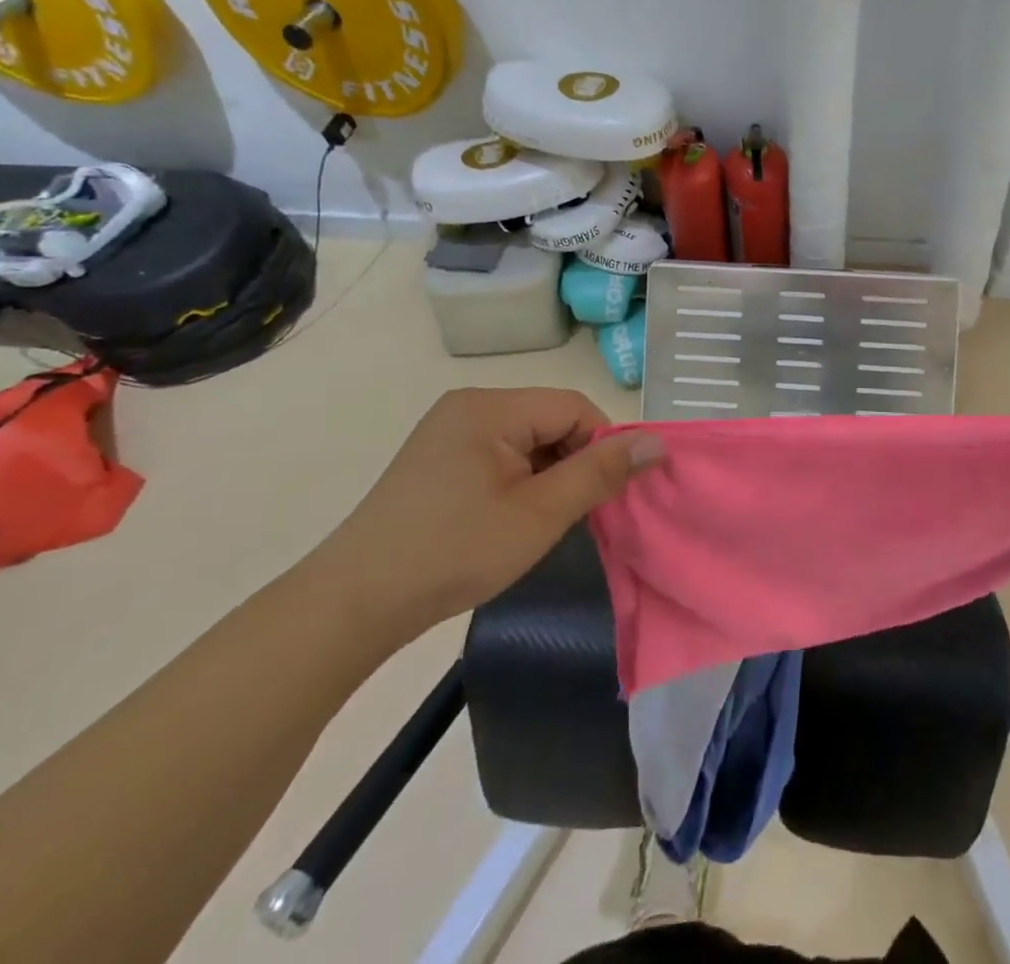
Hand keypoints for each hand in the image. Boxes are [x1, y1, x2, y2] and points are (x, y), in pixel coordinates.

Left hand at [307, 388, 664, 646]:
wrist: (352, 605)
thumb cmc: (454, 553)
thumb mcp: (540, 514)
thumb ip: (601, 473)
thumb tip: (657, 442)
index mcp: (491, 406)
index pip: (574, 408)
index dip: (603, 446)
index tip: (607, 495)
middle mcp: (469, 405)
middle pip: (551, 420)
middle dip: (574, 462)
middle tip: (575, 514)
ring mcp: (448, 431)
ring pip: (528, 440)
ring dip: (549, 475)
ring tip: (542, 522)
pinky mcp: (437, 458)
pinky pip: (500, 454)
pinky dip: (520, 480)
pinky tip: (511, 519)